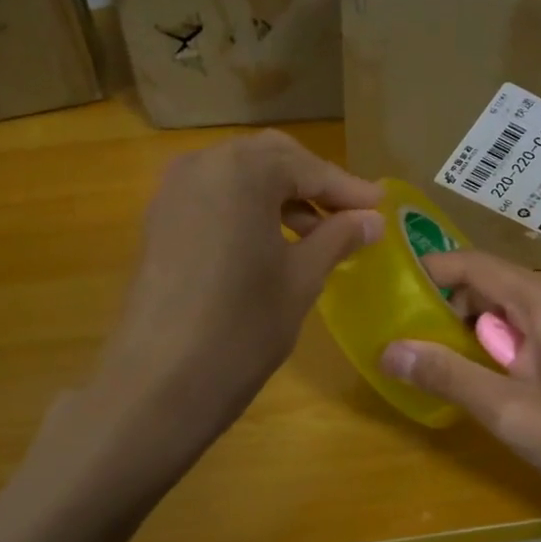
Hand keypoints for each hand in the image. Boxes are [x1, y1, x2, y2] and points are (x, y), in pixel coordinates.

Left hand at [99, 130, 382, 432]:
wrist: (159, 382)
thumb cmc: (243, 326)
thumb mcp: (302, 278)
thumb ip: (338, 238)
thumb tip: (372, 220)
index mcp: (243, 170)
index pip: (308, 167)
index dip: (348, 189)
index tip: (381, 208)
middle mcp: (203, 164)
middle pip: (271, 159)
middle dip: (312, 182)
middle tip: (350, 214)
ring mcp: (173, 191)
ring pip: (240, 176)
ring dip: (280, 194)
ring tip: (316, 233)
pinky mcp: (159, 220)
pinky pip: (214, 197)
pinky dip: (247, 208)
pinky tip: (271, 241)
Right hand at [380, 251, 540, 526]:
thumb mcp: (508, 413)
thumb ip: (447, 375)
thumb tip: (390, 350)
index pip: (475, 263)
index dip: (431, 272)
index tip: (394, 293)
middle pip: (496, 280)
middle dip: (454, 306)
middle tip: (422, 343)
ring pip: (518, 300)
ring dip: (483, 324)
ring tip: (460, 364)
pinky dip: (512, 334)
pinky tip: (506, 372)